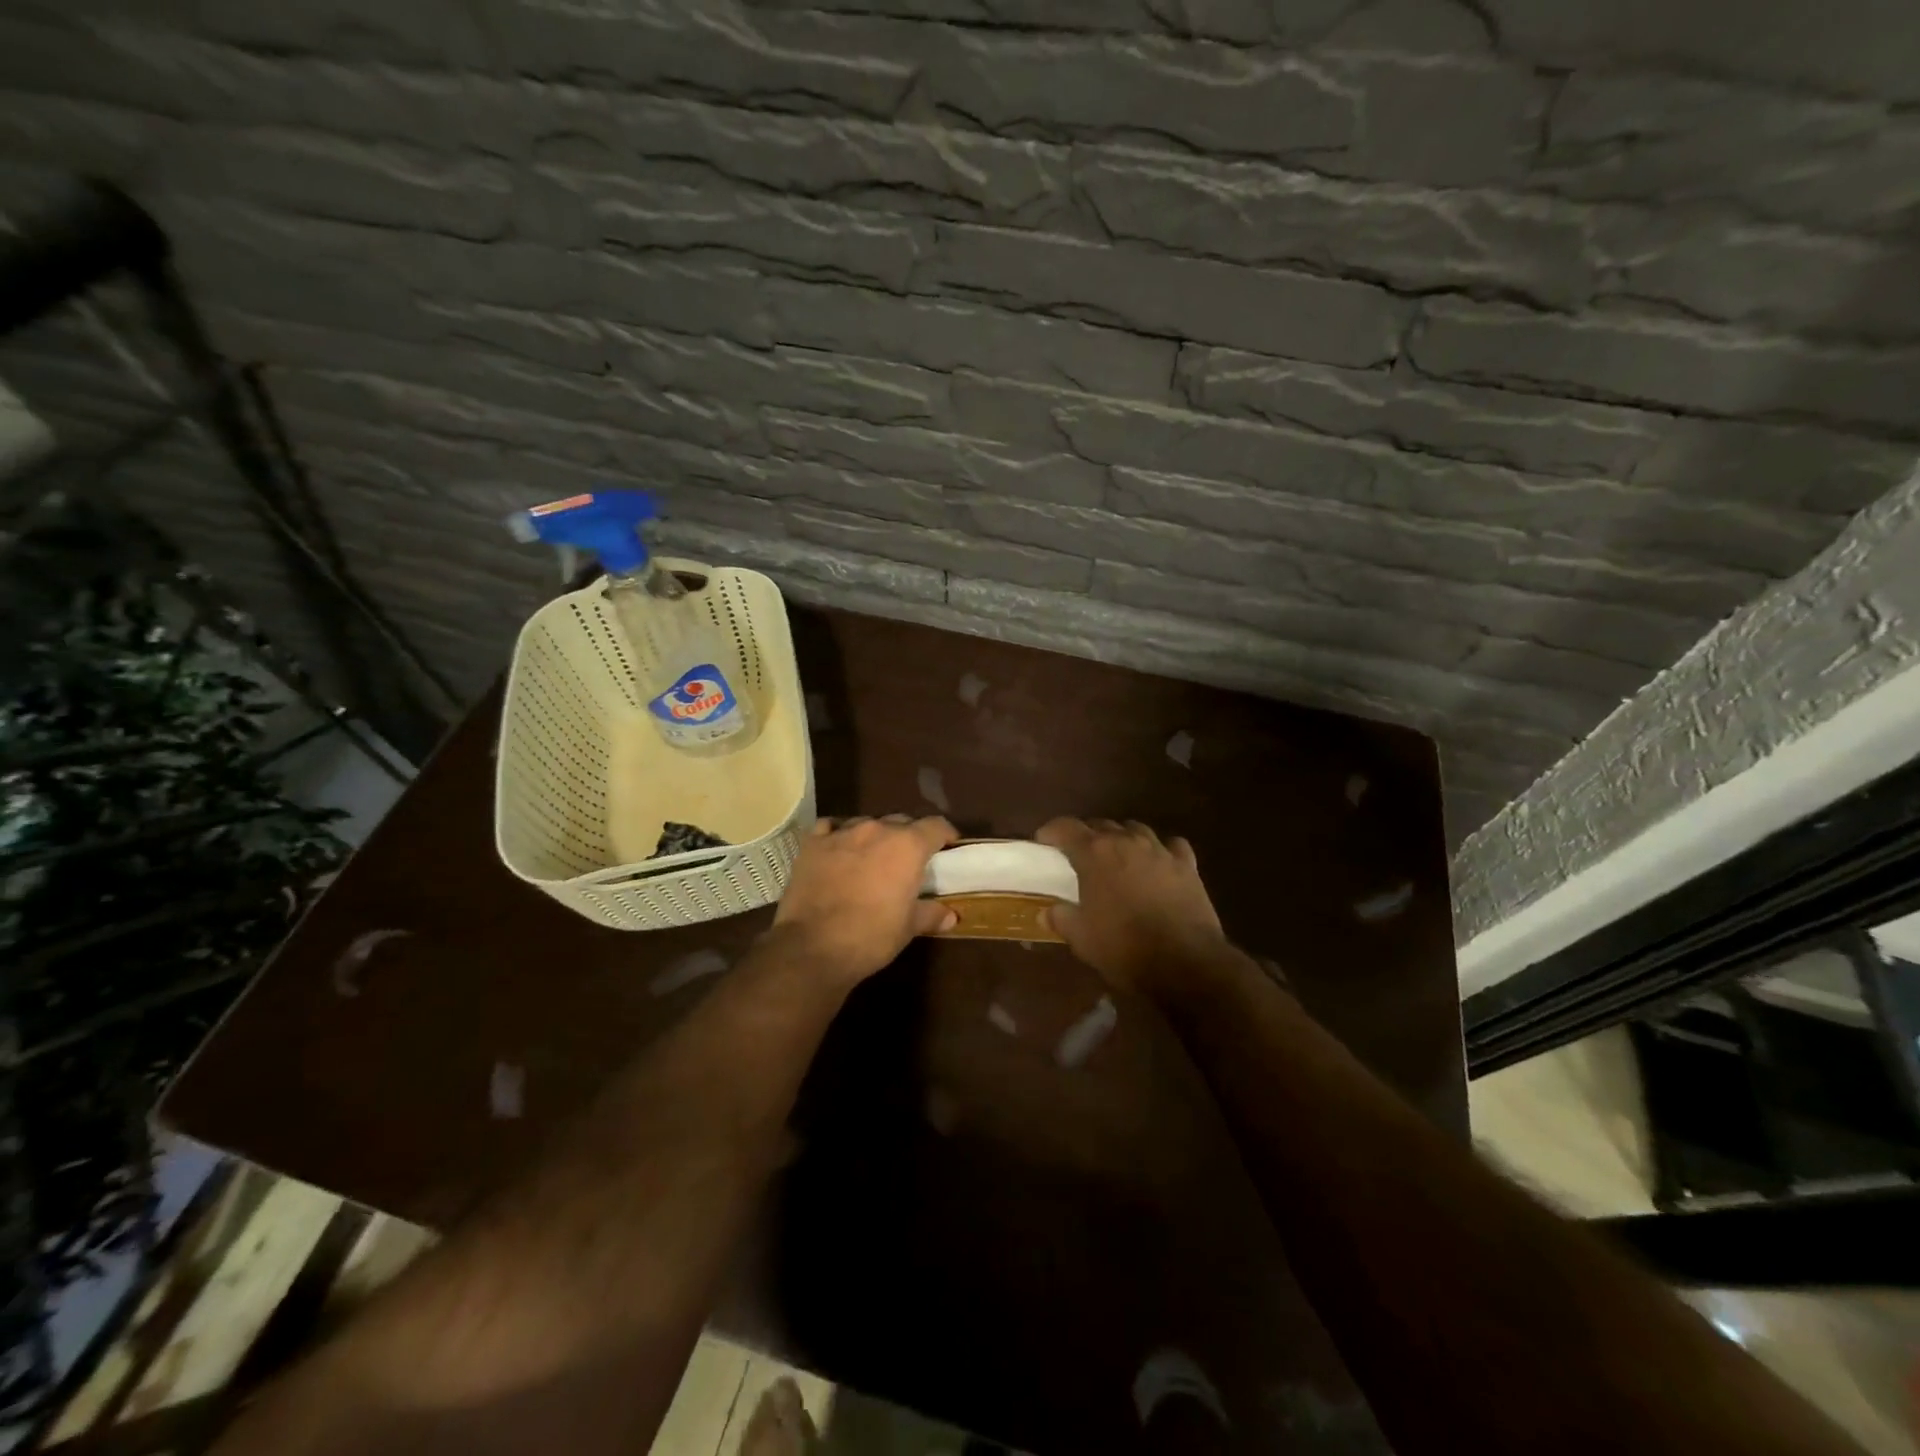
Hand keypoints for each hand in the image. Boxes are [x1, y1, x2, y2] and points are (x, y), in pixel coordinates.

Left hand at [769, 814, 958, 985]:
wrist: (813, 947)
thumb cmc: (871, 937)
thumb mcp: (908, 928)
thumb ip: (930, 914)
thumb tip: (950, 916)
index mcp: (908, 846)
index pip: (936, 826)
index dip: (945, 834)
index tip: (948, 845)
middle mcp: (877, 829)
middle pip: (901, 821)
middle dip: (908, 837)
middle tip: (908, 860)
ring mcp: (842, 832)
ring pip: (867, 823)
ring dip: (874, 837)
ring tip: (872, 857)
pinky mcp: (813, 842)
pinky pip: (830, 827)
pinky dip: (838, 835)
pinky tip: (838, 849)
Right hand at [1036, 818, 1228, 999]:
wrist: (1184, 962)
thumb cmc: (1124, 948)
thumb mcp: (1082, 938)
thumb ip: (1061, 918)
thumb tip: (1046, 913)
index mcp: (1095, 854)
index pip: (1066, 827)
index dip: (1051, 831)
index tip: (1043, 841)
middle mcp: (1127, 842)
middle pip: (1101, 825)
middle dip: (1086, 836)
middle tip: (1078, 855)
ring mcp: (1160, 850)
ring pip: (1135, 830)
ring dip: (1122, 838)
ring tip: (1117, 856)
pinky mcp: (1187, 865)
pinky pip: (1171, 846)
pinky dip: (1161, 850)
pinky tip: (1158, 863)